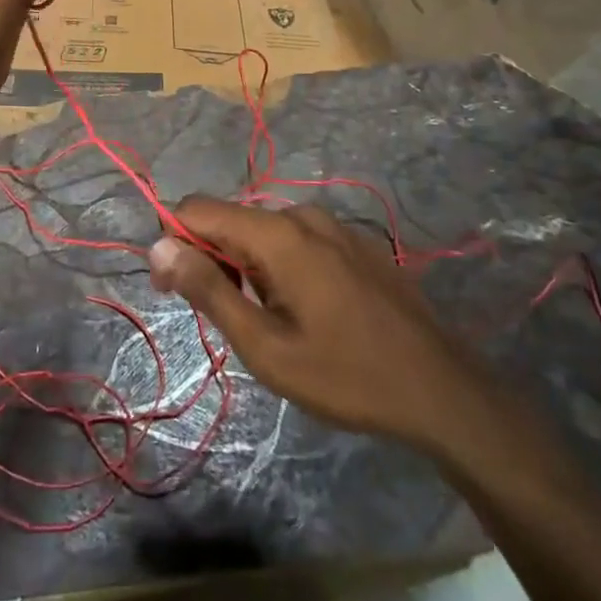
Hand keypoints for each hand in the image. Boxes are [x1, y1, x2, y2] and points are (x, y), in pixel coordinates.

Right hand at [148, 198, 485, 451]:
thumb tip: (158, 245)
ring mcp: (334, 226)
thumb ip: (208, 290)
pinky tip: (303, 310)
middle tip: (223, 317)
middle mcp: (302, 214)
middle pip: (229, 219)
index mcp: (277, 233)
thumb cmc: (346, 376)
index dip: (172, 241)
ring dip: (245, 265)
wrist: (443, 392)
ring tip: (266, 320)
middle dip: (208, 257)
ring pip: (262, 231)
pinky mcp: (355, 242)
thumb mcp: (265, 346)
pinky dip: (279, 264)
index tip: (172, 289)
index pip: (195, 208)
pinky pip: (296, 239)